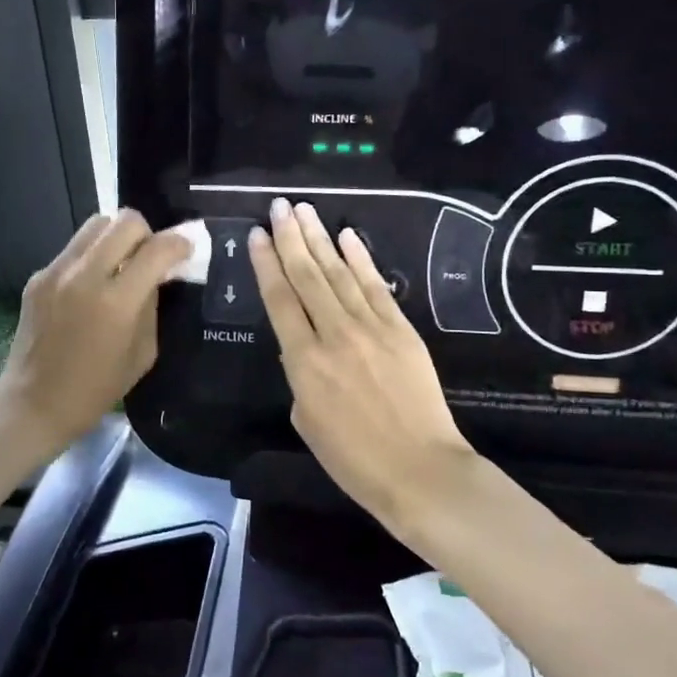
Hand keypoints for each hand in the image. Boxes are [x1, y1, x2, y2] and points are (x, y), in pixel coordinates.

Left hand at [0, 209, 190, 453]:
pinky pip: (74, 249)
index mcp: (116, 302)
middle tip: (150, 257)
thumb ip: (151, 306)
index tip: (185, 252)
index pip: (156, 249)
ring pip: (96, 224)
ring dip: (117, 237)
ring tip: (121, 264)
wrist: (34, 403)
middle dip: (147, 234)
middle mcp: (84, 276)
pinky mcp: (37, 276)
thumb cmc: (96, 389)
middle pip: (125, 221)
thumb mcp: (142, 353)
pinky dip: (91, 257)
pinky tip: (91, 287)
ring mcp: (56, 272)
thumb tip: (157, 275)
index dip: (179, 245)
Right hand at [250, 198, 472, 528]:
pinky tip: (347, 236)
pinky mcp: (401, 330)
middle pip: (307, 276)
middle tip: (279, 207)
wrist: (420, 470)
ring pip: (339, 274)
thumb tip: (303, 347)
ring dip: (320, 239)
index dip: (266, 264)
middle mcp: (335, 335)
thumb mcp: (307, 420)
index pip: (279, 300)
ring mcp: (371, 328)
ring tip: (305, 211)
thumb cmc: (354, 458)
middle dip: (290, 238)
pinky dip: (361, 259)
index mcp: (304, 362)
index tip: (256, 234)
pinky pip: (376, 287)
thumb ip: (299, 376)